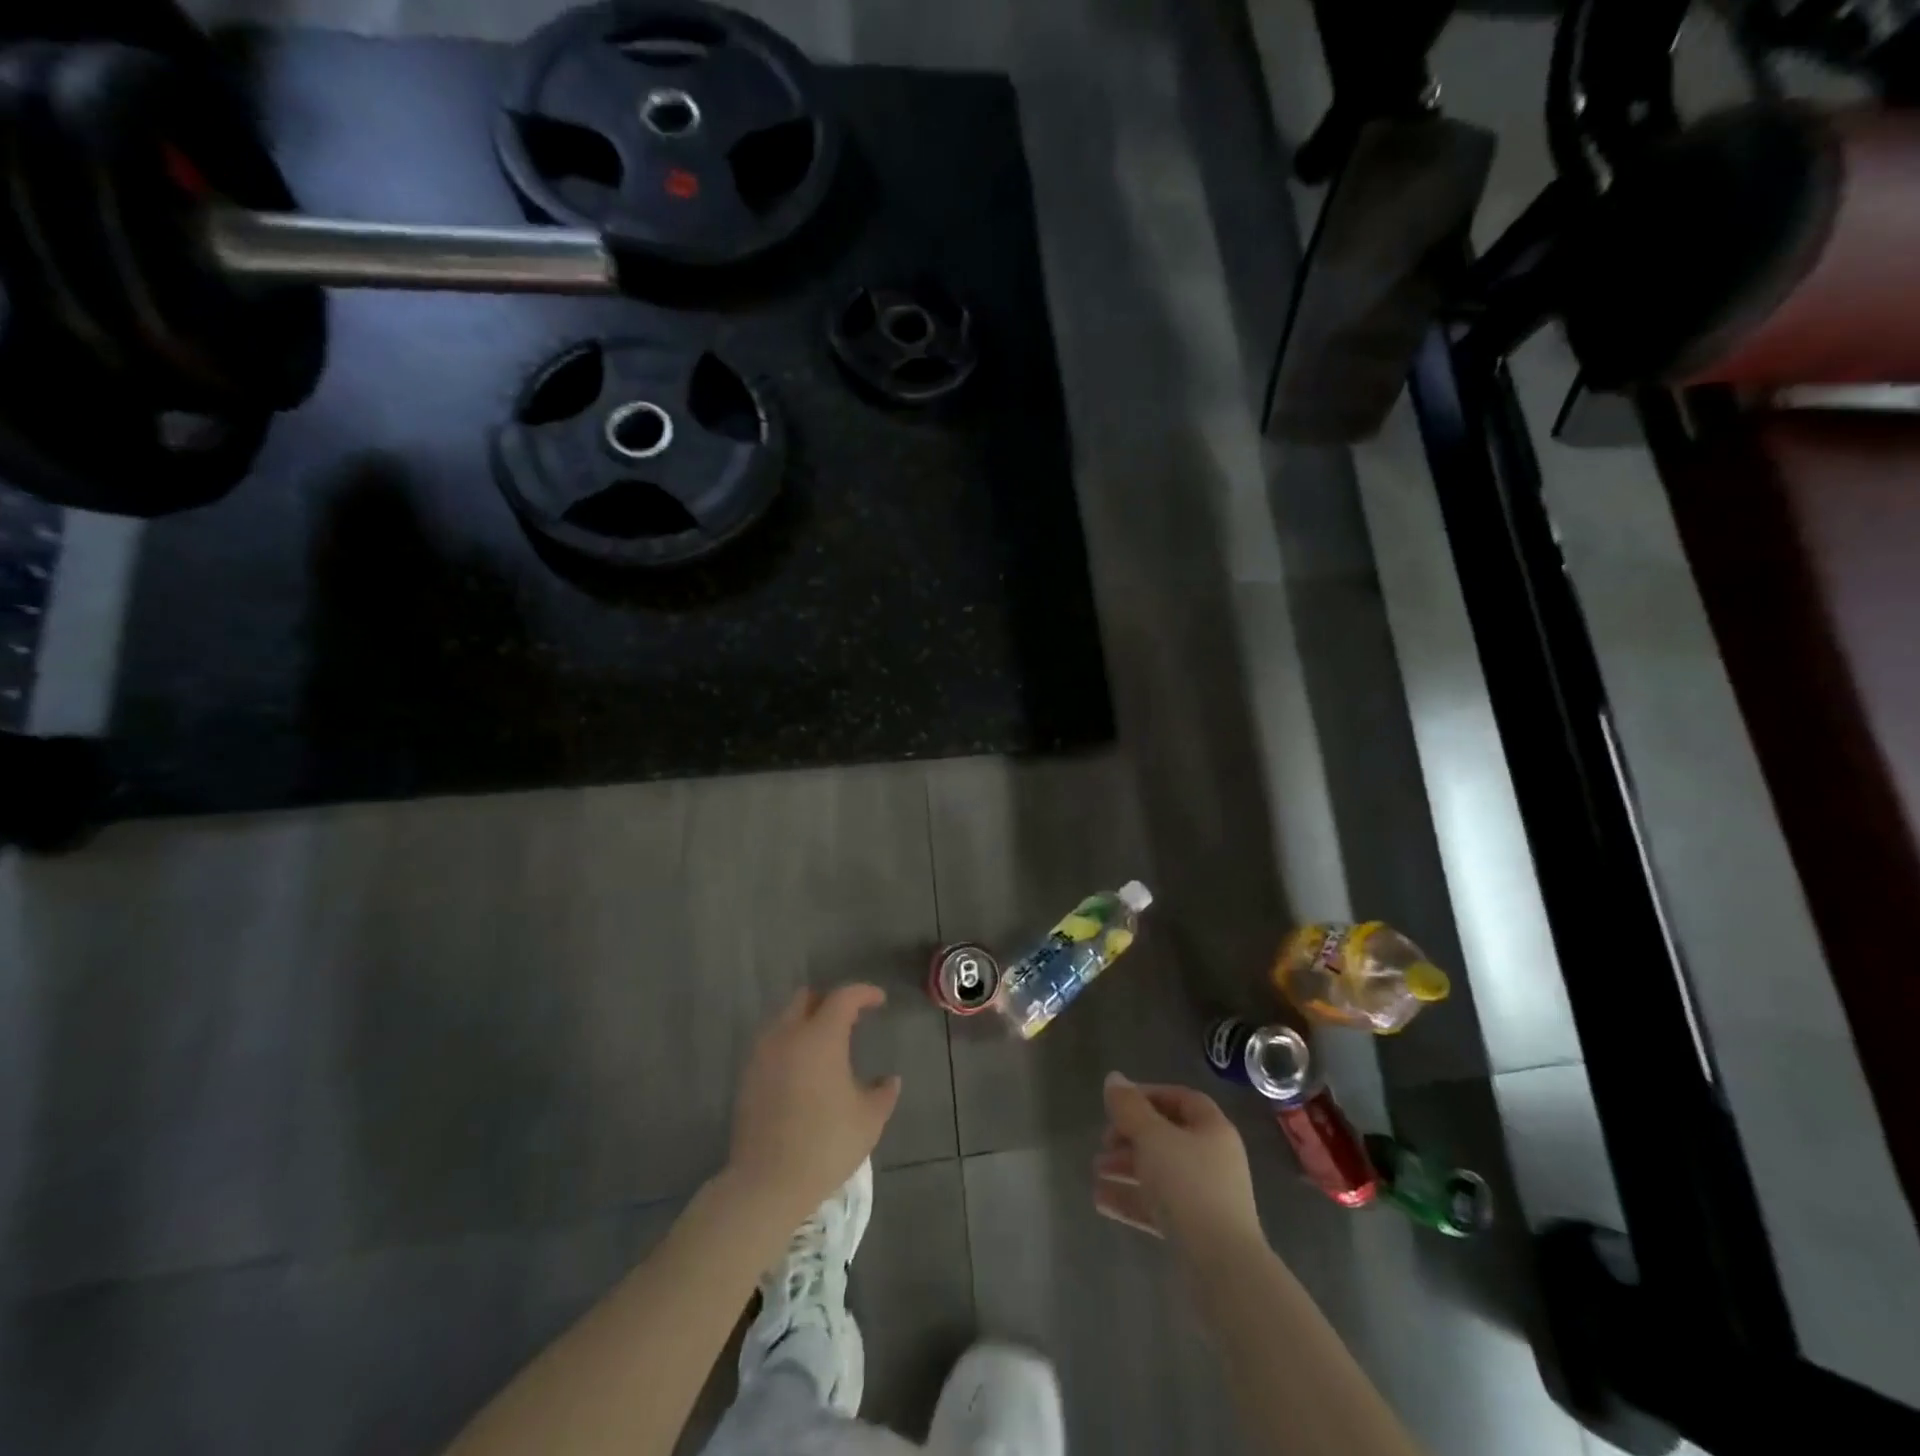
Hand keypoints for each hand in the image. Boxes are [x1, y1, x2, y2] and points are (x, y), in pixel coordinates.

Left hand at [726, 985, 901, 1227]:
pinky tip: (802, 1069)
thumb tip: (890, 1080)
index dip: (864, 993)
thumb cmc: (825, 1145)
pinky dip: (789, 1043)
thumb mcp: (868, 1120)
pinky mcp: (747, 1077)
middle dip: (829, 1000)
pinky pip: (771, 1043)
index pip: (843, 997)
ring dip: (805, 1021)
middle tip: (849, 1018)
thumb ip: (883, 1093)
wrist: (766, 1184)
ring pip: (784, 1019)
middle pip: (806, 998)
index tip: (879, 1000)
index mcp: (821, 1037)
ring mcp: (762, 1055)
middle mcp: (788, 1035)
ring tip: (824, 1044)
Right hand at [1093, 1073, 1263, 1253]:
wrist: (1223, 1269)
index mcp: (1213, 1130)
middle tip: (1103, 1142)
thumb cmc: (1189, 1187)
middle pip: (1167, 1137)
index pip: (1181, 1099)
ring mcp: (1206, 1198)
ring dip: (1126, 1167)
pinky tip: (1100, 1200)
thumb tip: (1113, 1078)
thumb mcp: (1153, 1138)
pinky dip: (1131, 1199)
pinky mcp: (1195, 1232)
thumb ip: (1130, 1107)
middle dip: (1130, 1136)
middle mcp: (1213, 1159)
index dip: (1149, 1095)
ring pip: (1160, 1172)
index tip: (1117, 1103)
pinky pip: (1159, 1206)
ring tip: (1095, 1171)